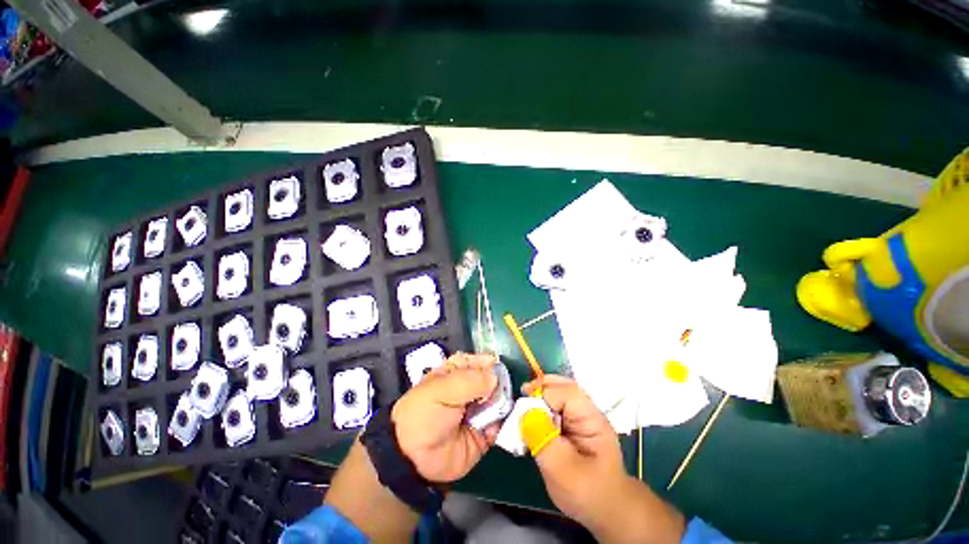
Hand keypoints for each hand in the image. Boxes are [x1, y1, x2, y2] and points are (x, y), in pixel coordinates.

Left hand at [391, 353, 499, 482]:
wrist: (413, 459)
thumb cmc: (425, 414)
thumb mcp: (444, 389)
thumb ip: (472, 380)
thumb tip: (496, 377)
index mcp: (456, 372)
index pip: (478, 361)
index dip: (490, 362)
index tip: (500, 367)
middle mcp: (470, 389)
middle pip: (493, 380)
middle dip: (500, 384)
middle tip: (500, 392)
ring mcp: (478, 411)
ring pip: (500, 400)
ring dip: (503, 403)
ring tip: (497, 410)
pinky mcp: (484, 433)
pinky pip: (500, 424)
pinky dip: (503, 424)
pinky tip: (495, 426)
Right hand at [521, 375, 626, 526]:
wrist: (607, 510)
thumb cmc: (587, 492)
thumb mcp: (562, 470)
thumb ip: (543, 439)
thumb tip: (524, 412)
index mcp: (591, 419)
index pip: (565, 393)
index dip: (543, 394)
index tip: (523, 405)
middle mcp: (587, 411)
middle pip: (563, 386)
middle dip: (541, 387)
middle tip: (522, 396)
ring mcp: (581, 417)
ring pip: (559, 393)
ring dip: (541, 395)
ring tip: (524, 406)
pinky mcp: (573, 425)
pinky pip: (557, 406)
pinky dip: (542, 405)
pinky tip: (532, 416)